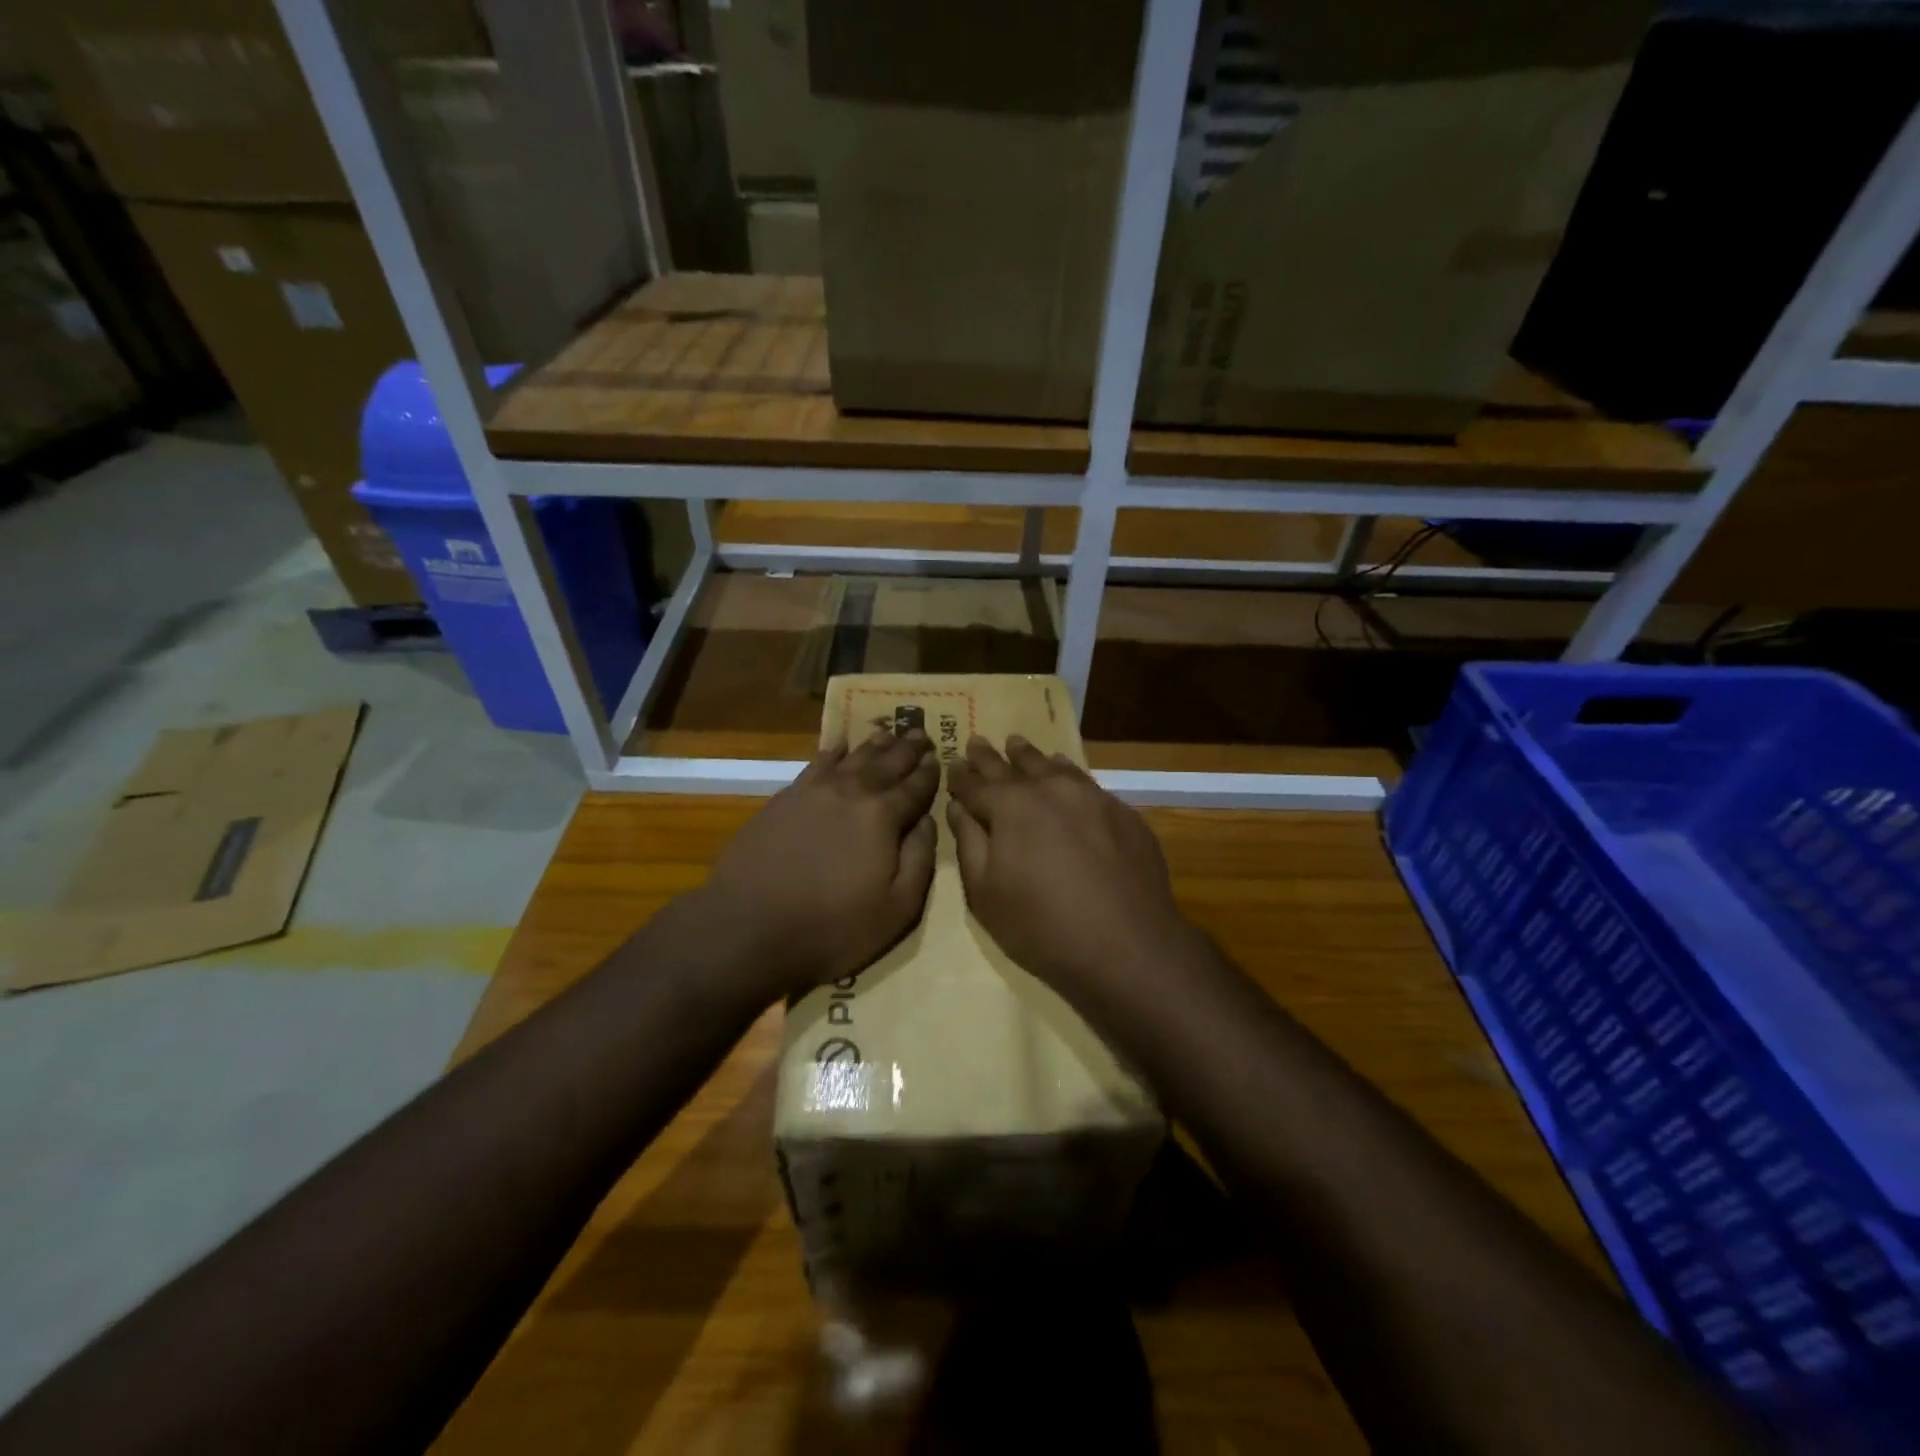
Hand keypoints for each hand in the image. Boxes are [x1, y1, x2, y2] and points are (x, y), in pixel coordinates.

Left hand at [698, 729, 939, 996]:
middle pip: (885, 764)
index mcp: (883, 817)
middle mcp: (851, 793)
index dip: (928, 772)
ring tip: (887, 733)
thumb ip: (919, 860)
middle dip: (906, 748)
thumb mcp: (897, 909)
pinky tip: (837, 746)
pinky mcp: (783, 800)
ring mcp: (813, 792)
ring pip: (851, 759)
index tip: (939, 756)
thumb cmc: (832, 927)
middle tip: (919, 731)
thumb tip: (928, 821)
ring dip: (873, 745)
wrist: (749, 926)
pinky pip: (815, 765)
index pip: (914, 787)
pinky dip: (830, 753)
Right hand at [945, 735, 1197, 999]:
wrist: (1129, 945)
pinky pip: (1086, 782)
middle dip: (991, 756)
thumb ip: (969, 844)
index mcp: (1010, 806)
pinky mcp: (1123, 812)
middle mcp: (1050, 789)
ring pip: (1053, 766)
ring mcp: (1091, 797)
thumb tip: (959, 808)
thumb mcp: (986, 894)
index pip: (975, 783)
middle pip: (1014, 766)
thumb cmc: (1042, 926)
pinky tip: (1066, 772)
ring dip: (1031, 756)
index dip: (960, 776)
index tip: (951, 763)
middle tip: (978, 741)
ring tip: (1018, 744)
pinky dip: (1068, 772)